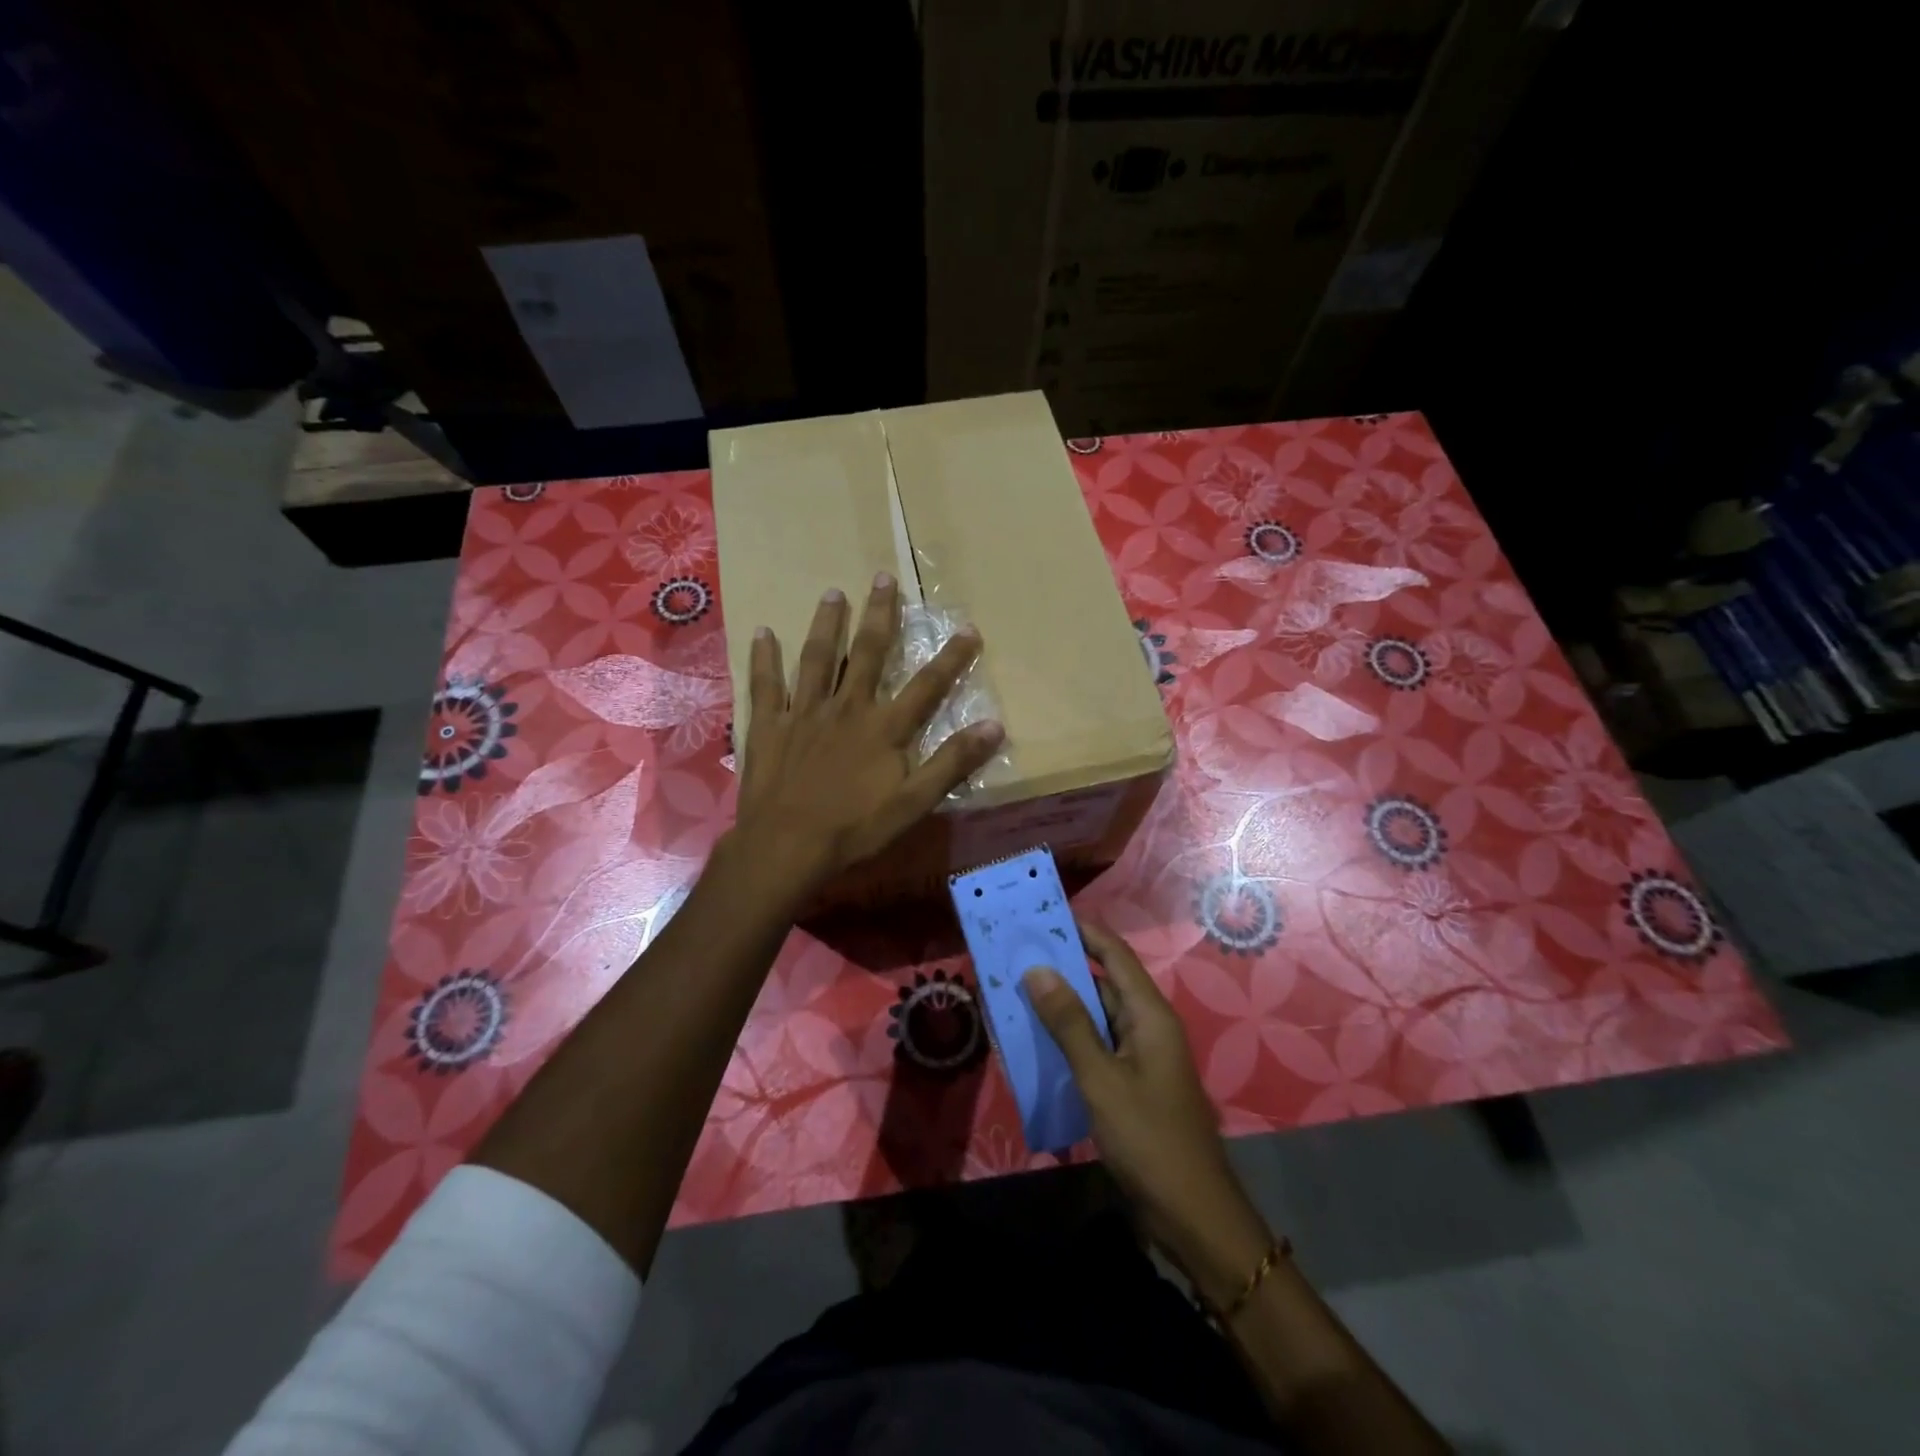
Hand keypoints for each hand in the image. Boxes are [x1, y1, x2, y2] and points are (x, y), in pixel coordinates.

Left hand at [730, 573, 1004, 900]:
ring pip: (817, 658)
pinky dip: (764, 658)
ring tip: (832, 592)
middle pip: (866, 653)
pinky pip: (766, 684)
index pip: (927, 685)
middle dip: (879, 614)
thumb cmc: (855, 828)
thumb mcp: (915, 803)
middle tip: (882, 577)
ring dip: (825, 623)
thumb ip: (953, 762)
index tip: (968, 628)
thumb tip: (995, 726)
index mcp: (884, 727)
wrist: (787, 846)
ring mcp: (804, 712)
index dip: (951, 656)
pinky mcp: (769, 725)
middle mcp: (846, 707)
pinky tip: (762, 632)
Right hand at [1024, 920, 1274, 1307]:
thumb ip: (1069, 1023)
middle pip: (1103, 981)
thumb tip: (1037, 969)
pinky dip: (1069, 1039)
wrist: (1192, 1216)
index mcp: (1149, 1014)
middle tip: (1015, 955)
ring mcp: (1141, 1058)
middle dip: (1063, 967)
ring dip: (1062, 1005)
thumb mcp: (1101, 1078)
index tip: (1042, 916)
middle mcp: (1147, 1026)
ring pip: (1097, 1016)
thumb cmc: (1149, 1139)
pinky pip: (1097, 1047)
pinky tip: (1036, 1042)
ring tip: (1015, 991)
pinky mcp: (1132, 1085)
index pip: (1114, 954)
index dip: (1082, 931)